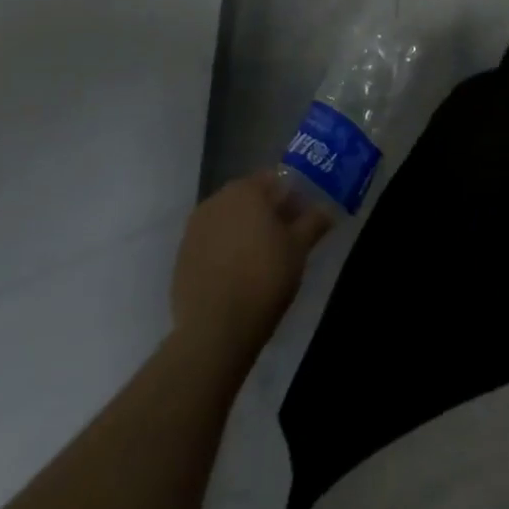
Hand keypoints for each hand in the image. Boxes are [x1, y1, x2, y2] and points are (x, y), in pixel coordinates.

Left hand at [169, 171, 330, 371]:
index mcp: (245, 190)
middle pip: (249, 197)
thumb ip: (314, 221)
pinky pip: (211, 242)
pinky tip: (237, 273)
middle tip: (286, 237)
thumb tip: (327, 209)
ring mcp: (194, 229)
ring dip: (245, 229)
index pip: (275, 178)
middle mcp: (216, 200)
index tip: (303, 217)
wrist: (215, 330)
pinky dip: (225, 249)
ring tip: (261, 257)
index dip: (292, 195)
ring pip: (229, 219)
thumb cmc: (264, 277)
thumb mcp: (299, 247)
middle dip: (268, 211)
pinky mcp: (181, 256)